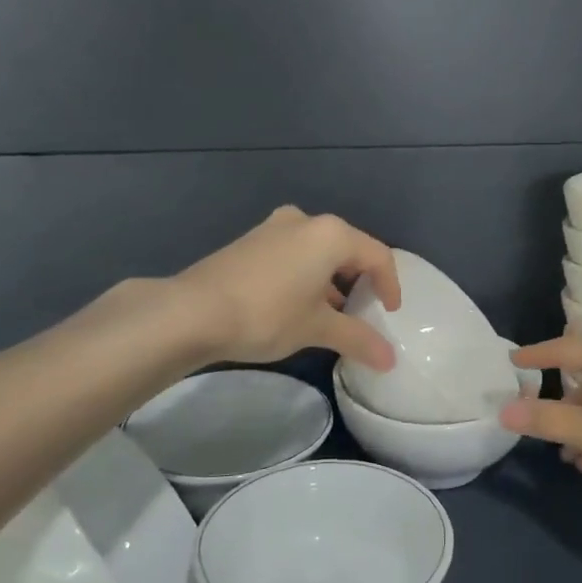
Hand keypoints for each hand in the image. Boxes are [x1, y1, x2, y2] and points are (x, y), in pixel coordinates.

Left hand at [174, 206, 401, 369]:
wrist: (192, 312)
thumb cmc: (267, 314)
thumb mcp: (317, 328)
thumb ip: (358, 338)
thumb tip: (390, 361)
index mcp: (330, 234)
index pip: (377, 256)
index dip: (390, 286)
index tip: (389, 314)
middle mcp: (305, 221)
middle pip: (348, 249)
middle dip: (359, 282)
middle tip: (362, 313)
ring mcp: (274, 228)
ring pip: (318, 251)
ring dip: (331, 281)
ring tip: (331, 315)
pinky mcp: (251, 241)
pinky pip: (293, 253)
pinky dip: (306, 276)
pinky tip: (298, 305)